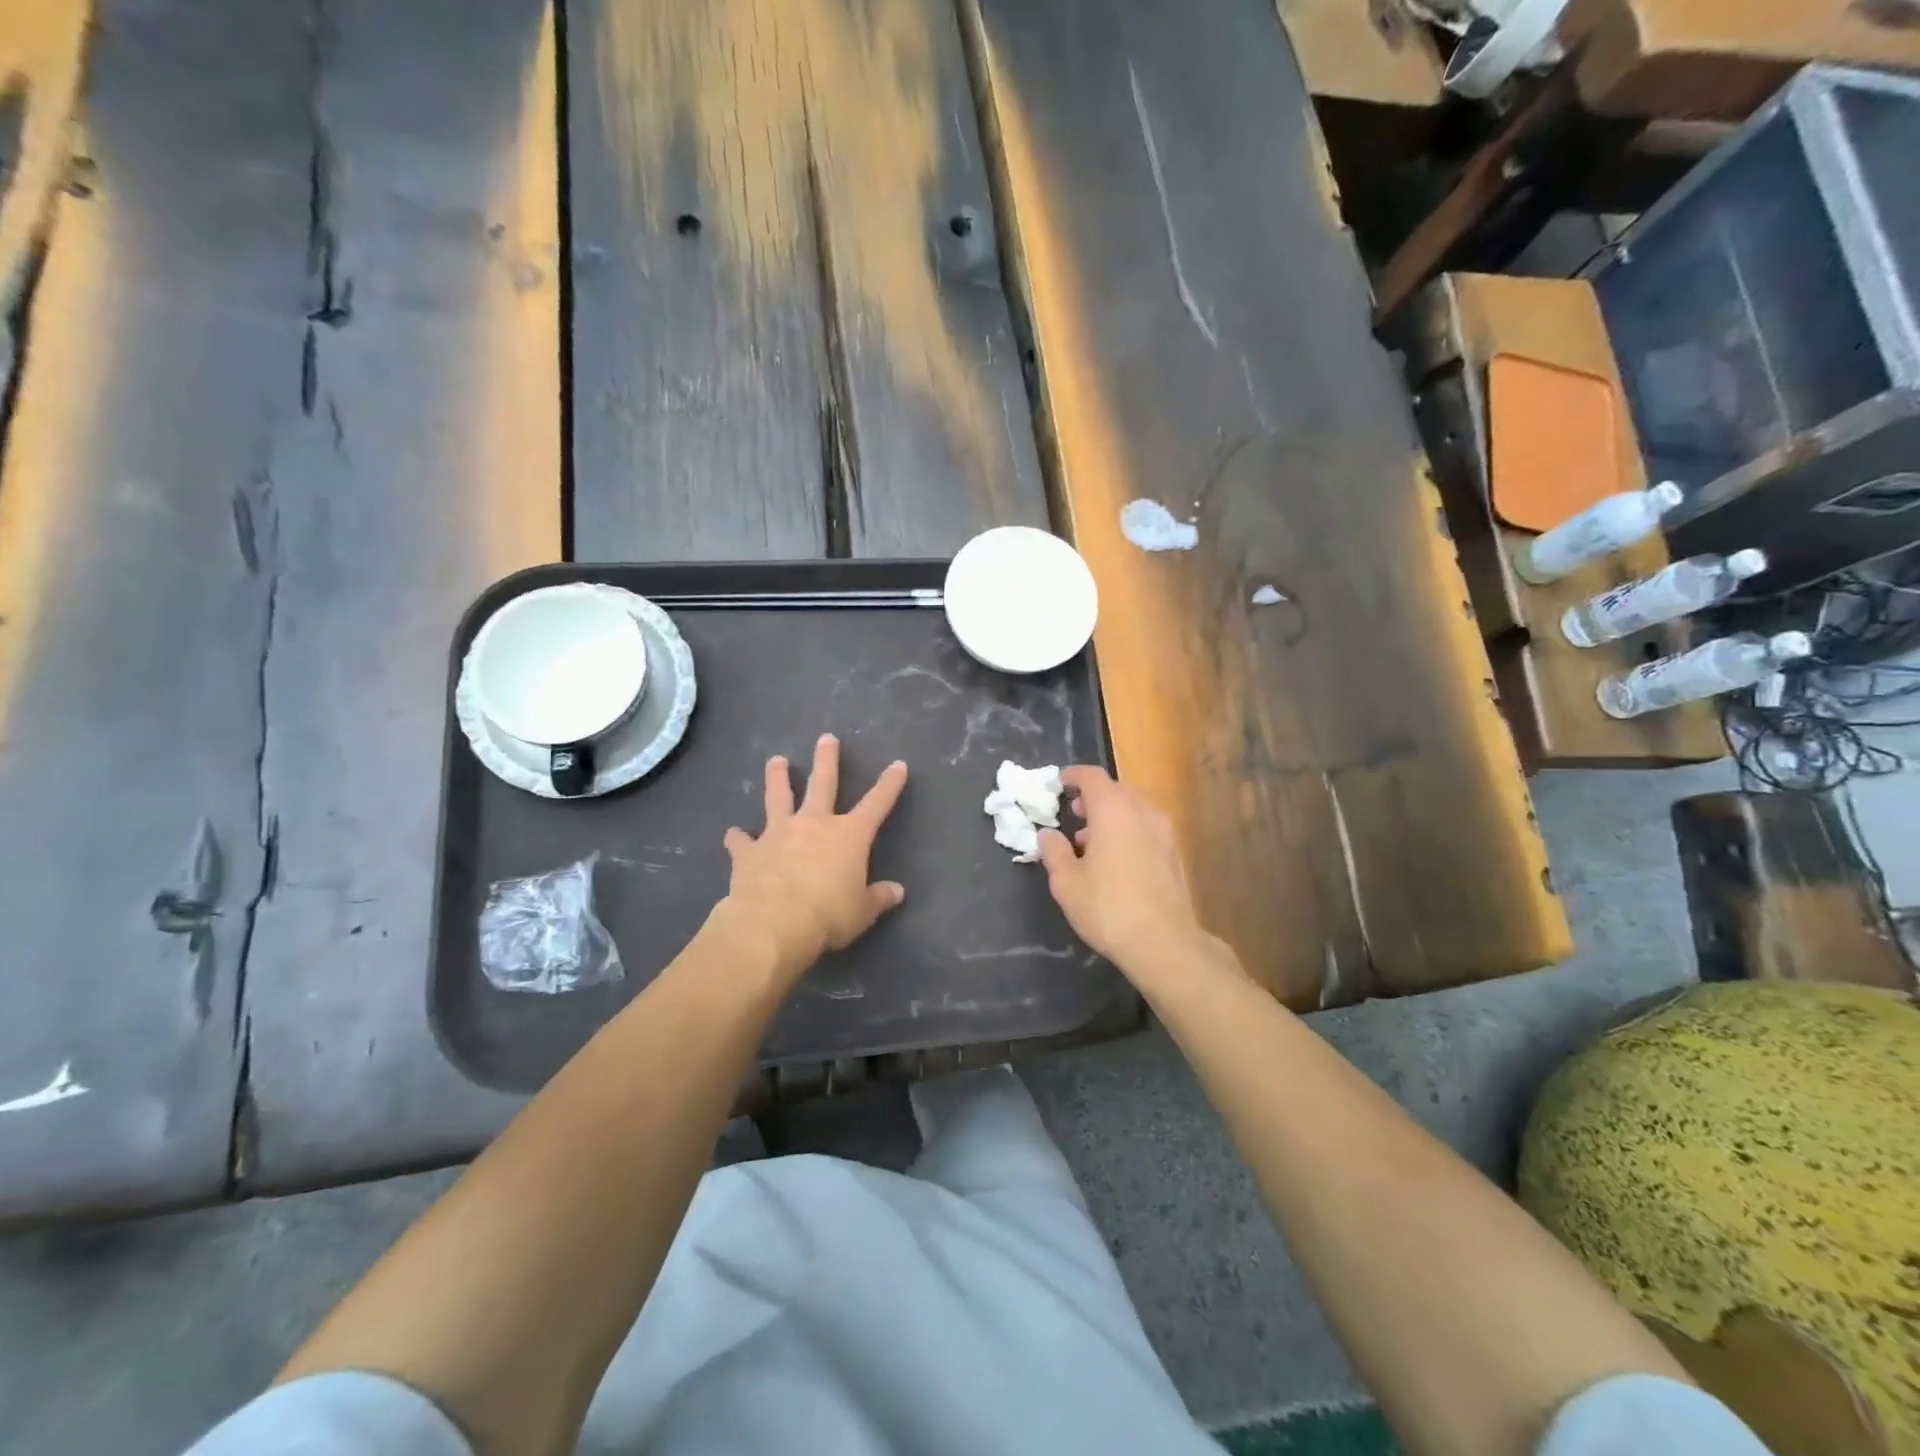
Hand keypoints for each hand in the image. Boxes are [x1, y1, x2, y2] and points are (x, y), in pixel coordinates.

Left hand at [718, 735, 908, 979]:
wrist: (774, 922)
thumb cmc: (828, 914)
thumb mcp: (862, 911)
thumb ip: (878, 898)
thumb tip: (897, 892)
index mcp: (849, 835)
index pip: (877, 804)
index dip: (889, 785)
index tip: (898, 765)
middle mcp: (815, 824)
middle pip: (823, 784)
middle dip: (827, 760)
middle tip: (827, 739)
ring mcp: (779, 833)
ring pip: (779, 797)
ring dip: (777, 778)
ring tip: (775, 760)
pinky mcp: (750, 851)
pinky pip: (742, 840)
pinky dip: (738, 838)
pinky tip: (732, 834)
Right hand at [1037, 767, 1213, 977]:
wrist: (1164, 943)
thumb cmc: (1108, 908)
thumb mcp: (1066, 882)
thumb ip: (1054, 851)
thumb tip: (1048, 834)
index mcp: (1113, 810)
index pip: (1093, 776)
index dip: (1074, 775)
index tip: (1060, 783)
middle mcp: (1143, 812)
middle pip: (1117, 790)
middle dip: (1094, 797)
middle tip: (1075, 813)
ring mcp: (1164, 833)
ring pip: (1134, 809)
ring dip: (1112, 816)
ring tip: (1090, 841)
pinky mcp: (1175, 854)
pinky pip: (1146, 828)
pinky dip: (1128, 831)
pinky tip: (1115, 860)